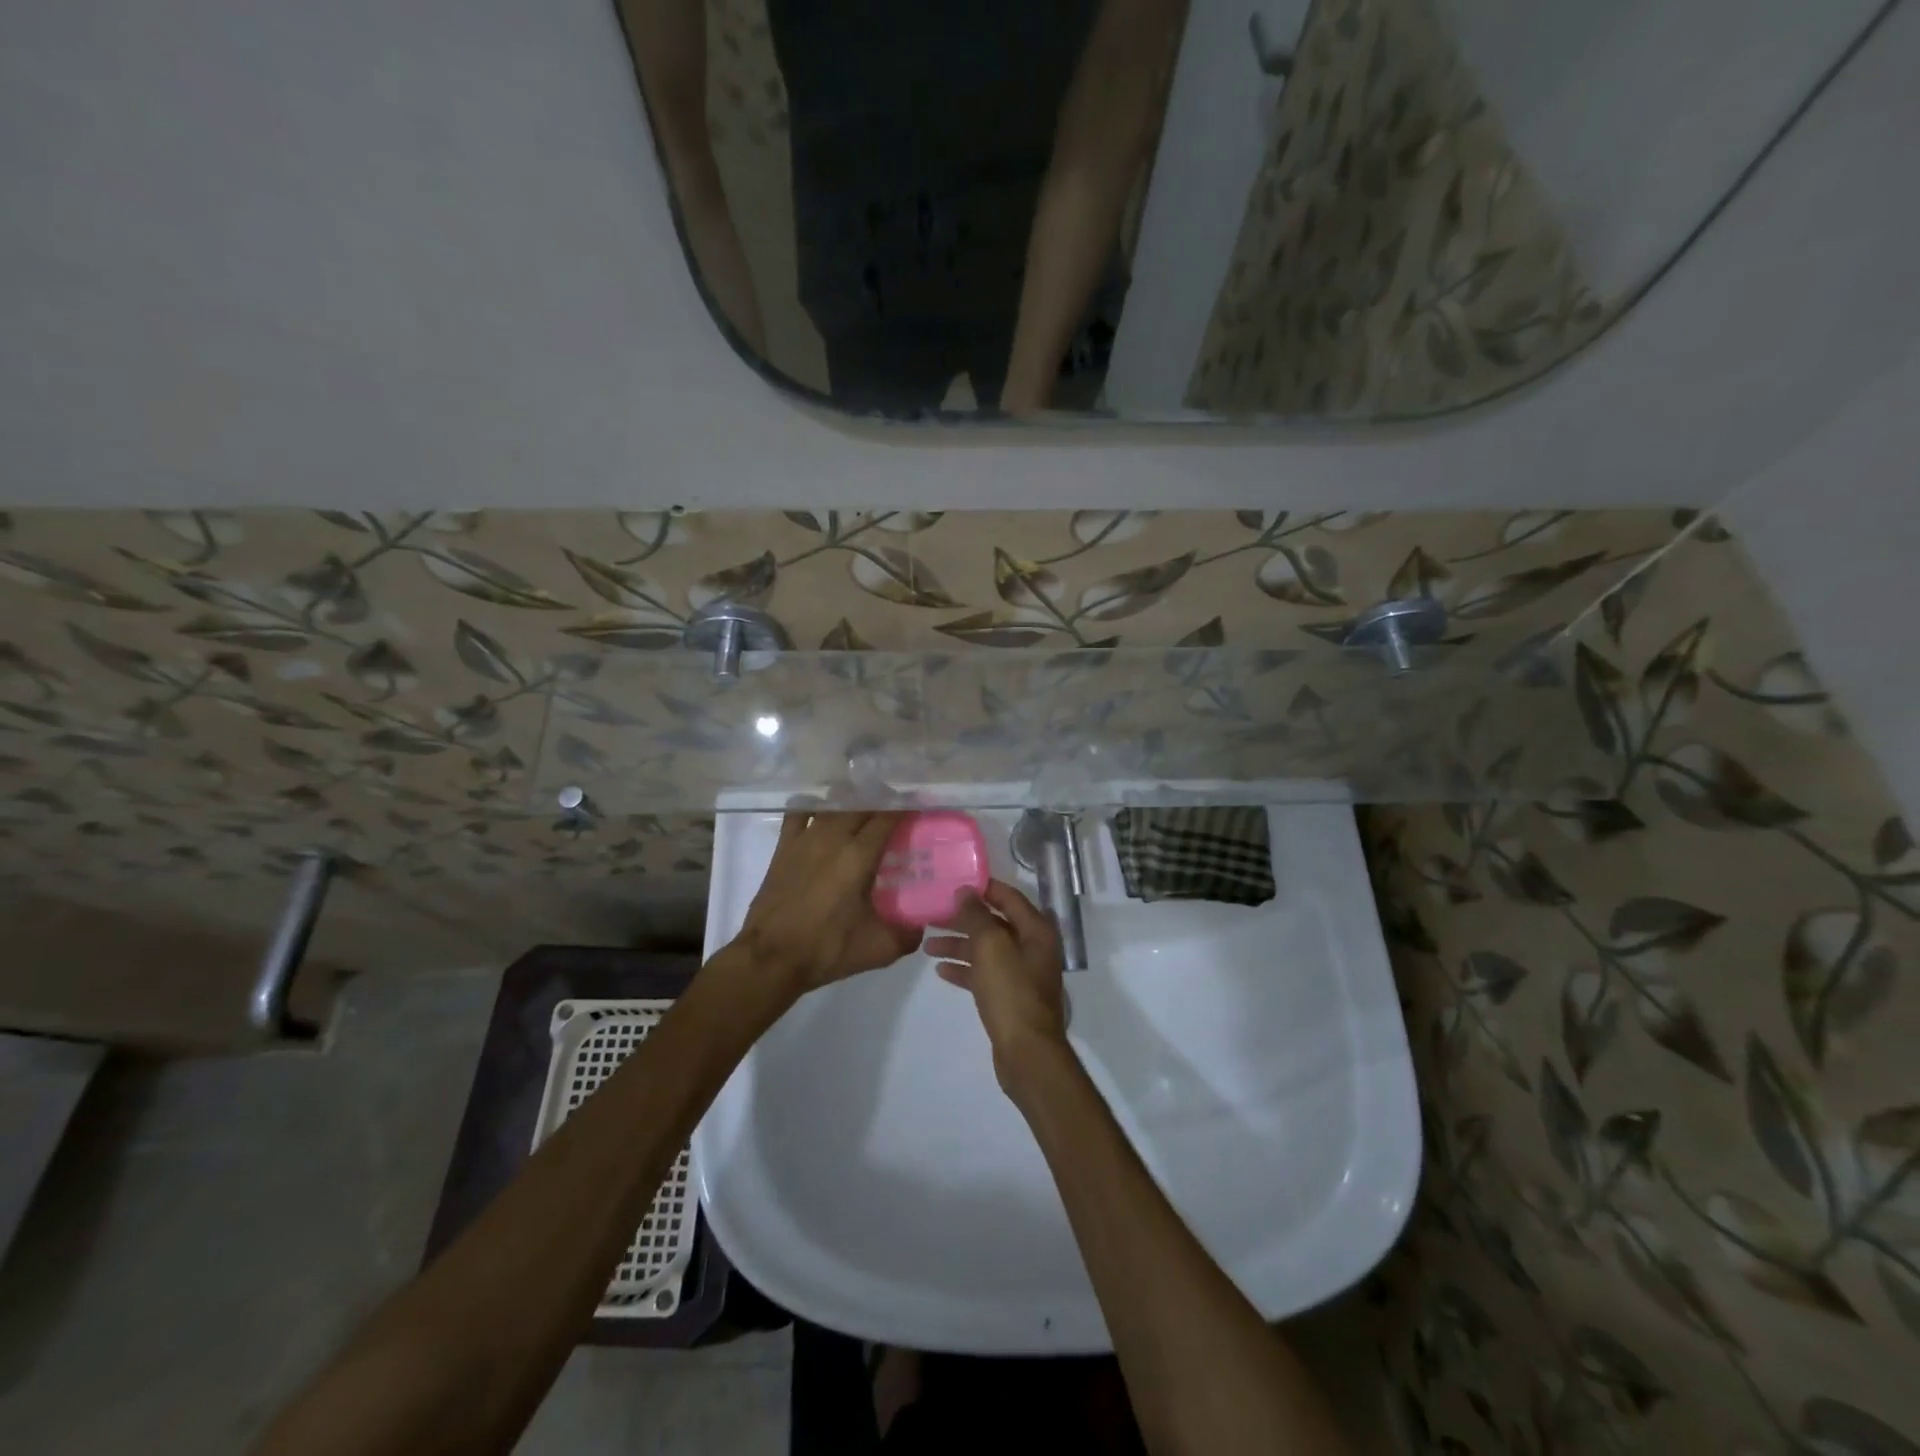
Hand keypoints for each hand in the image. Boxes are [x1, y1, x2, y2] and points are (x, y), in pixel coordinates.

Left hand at [736, 809, 920, 995]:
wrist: (771, 958)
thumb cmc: (827, 949)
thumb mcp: (879, 949)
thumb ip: (908, 934)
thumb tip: (922, 924)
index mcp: (859, 855)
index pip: (888, 817)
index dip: (906, 808)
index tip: (919, 807)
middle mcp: (833, 837)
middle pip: (862, 804)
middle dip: (882, 801)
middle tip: (897, 810)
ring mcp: (805, 838)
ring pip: (833, 805)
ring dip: (852, 802)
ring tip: (865, 808)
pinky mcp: (784, 847)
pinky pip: (800, 812)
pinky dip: (815, 807)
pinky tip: (823, 813)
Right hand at [926, 880, 1068, 1085]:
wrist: (1027, 1053)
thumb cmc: (1011, 992)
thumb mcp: (991, 946)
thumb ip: (977, 916)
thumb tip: (966, 891)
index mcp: (1036, 930)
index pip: (1008, 897)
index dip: (982, 888)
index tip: (953, 883)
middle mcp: (1032, 948)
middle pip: (994, 924)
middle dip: (964, 919)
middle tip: (933, 915)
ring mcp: (1022, 974)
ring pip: (987, 950)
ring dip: (959, 946)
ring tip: (928, 946)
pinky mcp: (1010, 997)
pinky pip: (985, 974)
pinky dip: (965, 969)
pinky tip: (941, 971)